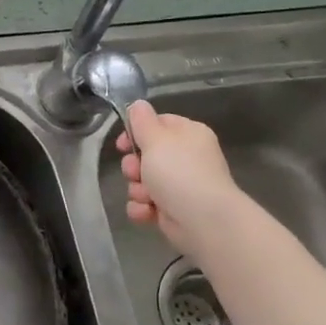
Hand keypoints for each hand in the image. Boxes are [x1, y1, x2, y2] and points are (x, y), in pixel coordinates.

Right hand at [117, 100, 238, 253]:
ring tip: (146, 196)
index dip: (136, 133)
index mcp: (187, 134)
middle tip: (136, 172)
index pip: (157, 124)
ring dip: (137, 189)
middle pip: (146, 155)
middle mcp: (185, 157)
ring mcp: (179, 184)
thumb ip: (142, 120)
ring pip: (143, 181)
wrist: (203, 219)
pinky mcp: (172, 208)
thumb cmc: (179, 172)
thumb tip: (137, 104)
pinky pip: (146, 203)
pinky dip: (143, 208)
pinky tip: (148, 212)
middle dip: (134, 166)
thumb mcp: (156, 139)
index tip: (122, 143)